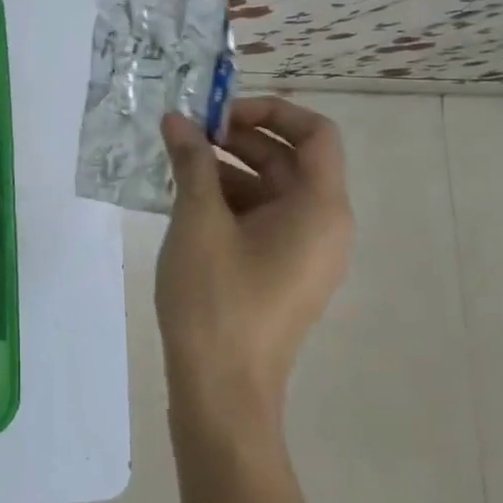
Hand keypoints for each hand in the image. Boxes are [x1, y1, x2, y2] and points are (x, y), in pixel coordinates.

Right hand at [155, 96, 352, 431]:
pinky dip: (232, 202)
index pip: (316, 133)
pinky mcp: (284, 275)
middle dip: (240, 138)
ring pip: (274, 191)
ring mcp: (306, 254)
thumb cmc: (216, 300)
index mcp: (320, 208)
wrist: (223, 392)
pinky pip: (265, 221)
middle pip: (292, 159)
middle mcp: (325, 226)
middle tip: (188, 133)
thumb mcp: (197, 221)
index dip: (269, 110)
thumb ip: (191, 162)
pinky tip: (188, 202)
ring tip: (179, 165)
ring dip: (231, 169)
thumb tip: (177, 120)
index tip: (217, 115)